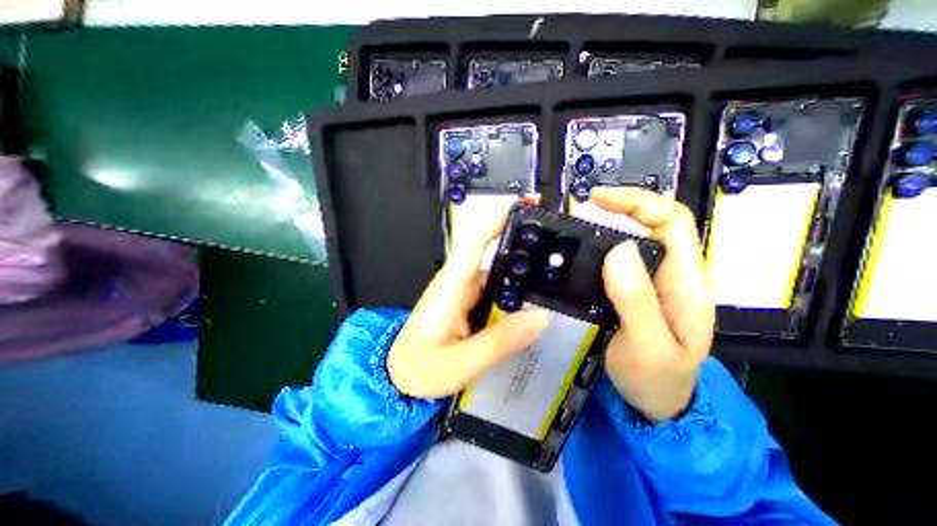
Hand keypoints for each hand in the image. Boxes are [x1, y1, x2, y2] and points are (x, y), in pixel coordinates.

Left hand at [387, 204, 550, 398]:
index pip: (475, 243)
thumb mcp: (460, 362)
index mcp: (451, 286)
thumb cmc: (421, 368)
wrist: (400, 378)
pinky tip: (536, 301)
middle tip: (561, 248)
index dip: (499, 221)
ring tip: (558, 278)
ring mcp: (465, 292)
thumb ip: (500, 341)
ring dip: (524, 273)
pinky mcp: (470, 304)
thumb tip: (541, 317)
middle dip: (525, 247)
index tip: (526, 205)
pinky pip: (498, 291)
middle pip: (494, 255)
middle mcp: (460, 282)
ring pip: (499, 274)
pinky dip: (517, 292)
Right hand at [591, 187, 718, 421]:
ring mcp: (652, 282)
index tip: (599, 199)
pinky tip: (583, 250)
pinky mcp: (634, 291)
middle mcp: (672, 274)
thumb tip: (617, 248)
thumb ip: (636, 299)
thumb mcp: (649, 345)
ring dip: (611, 224)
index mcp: (686, 281)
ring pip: (636, 239)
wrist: (655, 404)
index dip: (639, 202)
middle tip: (586, 206)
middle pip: (655, 223)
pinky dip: (602, 247)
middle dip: (624, 206)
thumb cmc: (656, 379)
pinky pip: (620, 260)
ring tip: (581, 222)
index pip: (673, 222)